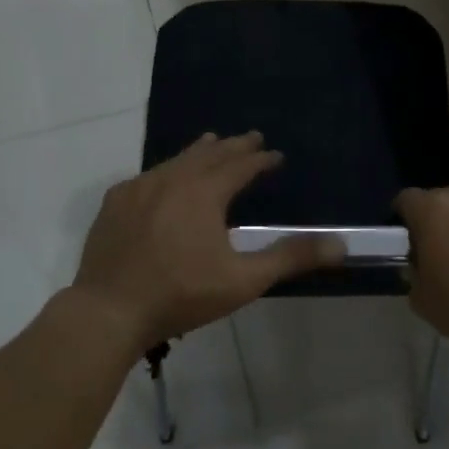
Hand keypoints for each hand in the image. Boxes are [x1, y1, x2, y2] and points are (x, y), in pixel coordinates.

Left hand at [73, 132, 344, 348]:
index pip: (240, 166)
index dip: (261, 159)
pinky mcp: (115, 203)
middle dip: (234, 146)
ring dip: (199, 151)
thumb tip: (340, 244)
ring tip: (212, 142)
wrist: (108, 311)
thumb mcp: (243, 280)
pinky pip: (147, 176)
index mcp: (204, 193)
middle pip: (209, 154)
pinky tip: (163, 178)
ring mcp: (138, 189)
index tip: (276, 155)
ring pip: (176, 160)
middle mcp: (172, 179)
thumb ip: (290, 258)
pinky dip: (166, 170)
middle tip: (252, 137)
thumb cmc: (181, 294)